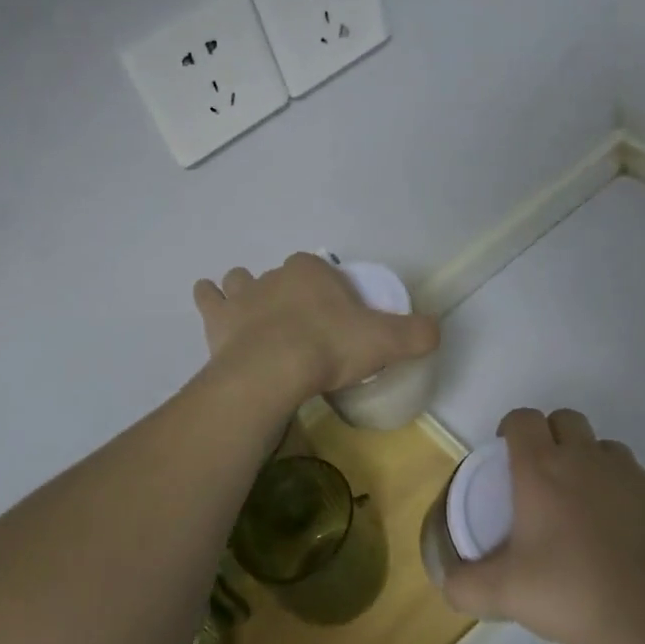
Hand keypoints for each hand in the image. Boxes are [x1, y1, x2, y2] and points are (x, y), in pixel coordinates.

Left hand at [193, 254, 438, 399]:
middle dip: (291, 294)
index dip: (330, 291)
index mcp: (311, 271)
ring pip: (241, 280)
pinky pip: (209, 298)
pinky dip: (211, 300)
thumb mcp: (386, 341)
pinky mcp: (217, 320)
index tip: (338, 318)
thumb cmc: (330, 348)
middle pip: (283, 278)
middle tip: (303, 327)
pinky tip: (215, 306)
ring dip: (246, 291)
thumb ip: (416, 333)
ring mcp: (241, 296)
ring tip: (256, 313)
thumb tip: (435, 329)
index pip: (322, 271)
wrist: (273, 372)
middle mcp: (273, 275)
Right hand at [440, 407, 644, 643]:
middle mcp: (584, 458)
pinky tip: (615, 531)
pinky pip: (631, 475)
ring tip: (578, 503)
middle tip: (539, 478)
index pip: (522, 418)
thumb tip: (448, 583)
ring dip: (585, 459)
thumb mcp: (507, 594)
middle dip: (548, 436)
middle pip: (563, 419)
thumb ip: (466, 586)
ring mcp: (628, 474)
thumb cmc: (575, 589)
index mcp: (542, 468)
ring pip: (600, 445)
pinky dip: (617, 489)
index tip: (505, 456)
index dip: (510, 429)